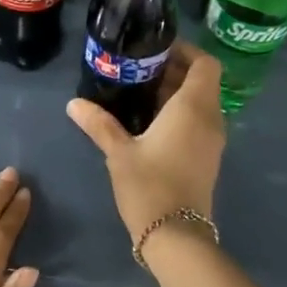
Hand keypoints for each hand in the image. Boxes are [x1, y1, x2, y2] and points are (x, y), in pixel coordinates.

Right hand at [67, 41, 225, 244]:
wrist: (176, 236)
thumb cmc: (149, 186)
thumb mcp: (119, 152)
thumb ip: (99, 123)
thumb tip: (74, 103)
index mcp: (193, 107)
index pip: (205, 63)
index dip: (185, 51)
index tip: (156, 51)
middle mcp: (210, 118)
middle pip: (202, 81)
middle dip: (175, 72)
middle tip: (139, 71)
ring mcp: (213, 140)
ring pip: (201, 103)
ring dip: (177, 95)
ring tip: (140, 96)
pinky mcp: (208, 158)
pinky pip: (199, 123)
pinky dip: (181, 115)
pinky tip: (150, 125)